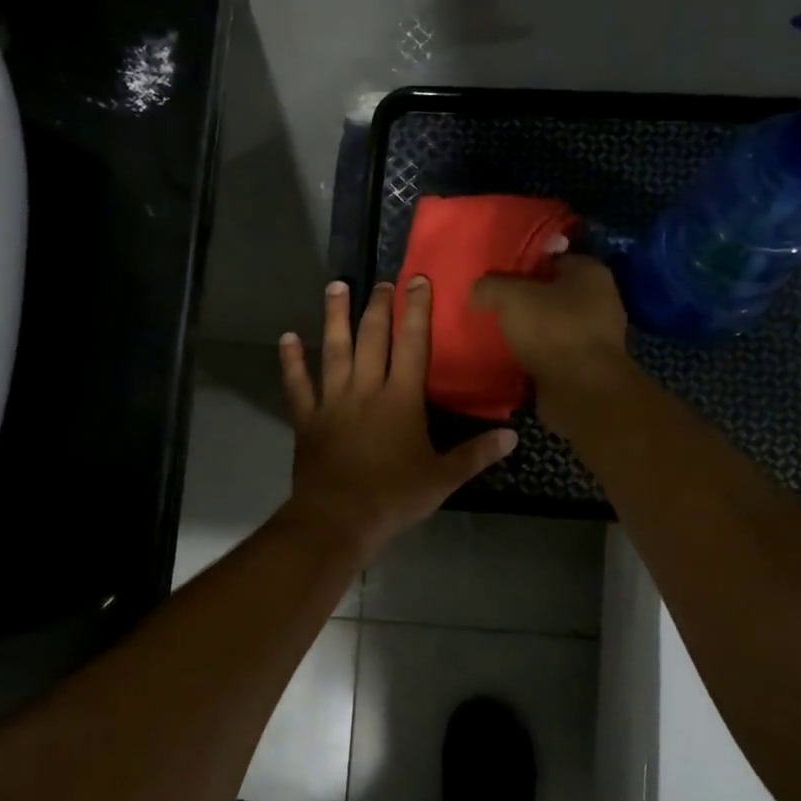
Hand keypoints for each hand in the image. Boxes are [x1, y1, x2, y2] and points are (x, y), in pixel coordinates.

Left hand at [278, 279, 516, 562]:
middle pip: (372, 338)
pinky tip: (288, 338)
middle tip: (382, 282)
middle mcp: (365, 389)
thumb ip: (476, 454)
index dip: (416, 310)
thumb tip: (512, 436)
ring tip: (336, 286)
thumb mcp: (443, 478)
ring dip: (335, 317)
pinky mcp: (307, 418)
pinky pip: (298, 384)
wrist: (338, 518)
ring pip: (334, 349)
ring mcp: (332, 401)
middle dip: (378, 306)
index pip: (413, 344)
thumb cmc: (394, 497)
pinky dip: (292, 361)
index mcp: (401, 399)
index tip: (418, 281)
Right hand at [470, 254, 636, 434]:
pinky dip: (538, 355)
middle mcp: (600, 299)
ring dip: (531, 330)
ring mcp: (597, 335)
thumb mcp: (511, 297)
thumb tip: (477, 289)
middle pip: (553, 292)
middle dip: (526, 300)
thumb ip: (490, 286)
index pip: (552, 257)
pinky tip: (515, 359)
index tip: (497, 279)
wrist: (582, 390)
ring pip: (554, 324)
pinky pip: (556, 352)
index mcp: (590, 271)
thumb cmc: (553, 330)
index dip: (522, 265)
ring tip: (500, 335)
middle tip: (494, 307)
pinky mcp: (588, 365)